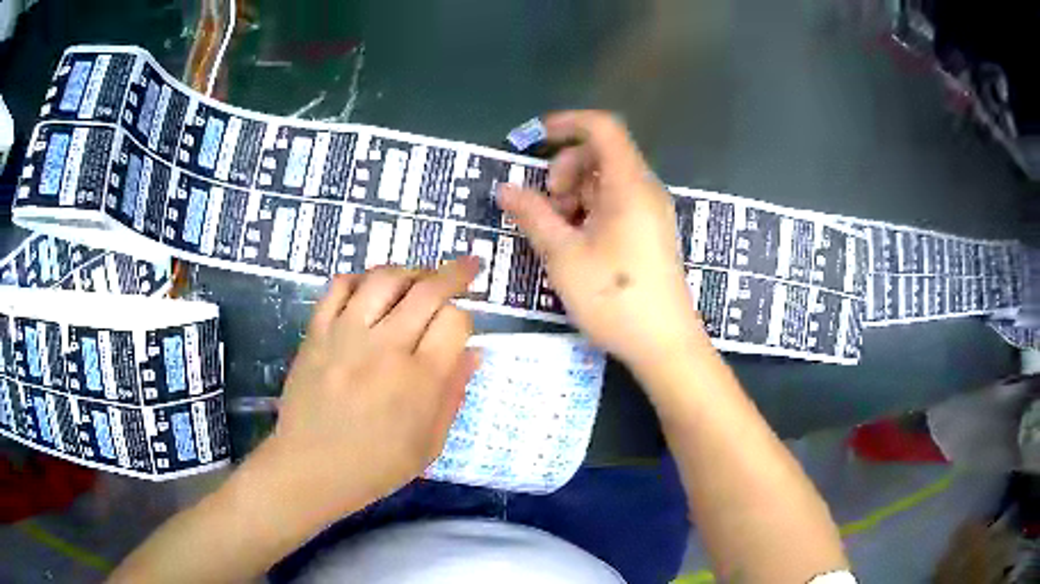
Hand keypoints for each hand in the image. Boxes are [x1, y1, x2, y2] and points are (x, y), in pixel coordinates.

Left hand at [265, 259, 480, 515]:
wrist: (311, 468)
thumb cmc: (376, 465)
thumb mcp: (430, 444)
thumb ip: (453, 395)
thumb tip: (473, 353)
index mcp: (420, 380)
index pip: (455, 321)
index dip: (465, 317)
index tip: (460, 327)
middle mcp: (386, 347)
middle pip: (428, 289)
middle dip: (455, 273)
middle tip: (467, 267)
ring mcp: (347, 334)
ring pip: (385, 278)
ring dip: (409, 270)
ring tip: (417, 278)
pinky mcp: (317, 332)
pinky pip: (339, 286)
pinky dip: (360, 278)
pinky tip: (370, 288)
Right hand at [498, 111, 703, 372]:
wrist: (664, 345)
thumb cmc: (614, 298)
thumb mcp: (563, 255)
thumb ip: (532, 215)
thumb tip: (504, 188)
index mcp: (629, 184)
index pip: (602, 128)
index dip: (567, 123)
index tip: (534, 140)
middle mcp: (645, 190)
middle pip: (601, 154)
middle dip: (565, 169)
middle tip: (547, 206)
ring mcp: (651, 212)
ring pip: (606, 181)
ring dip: (575, 193)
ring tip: (559, 231)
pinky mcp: (650, 232)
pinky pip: (616, 203)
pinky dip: (591, 210)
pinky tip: (578, 242)